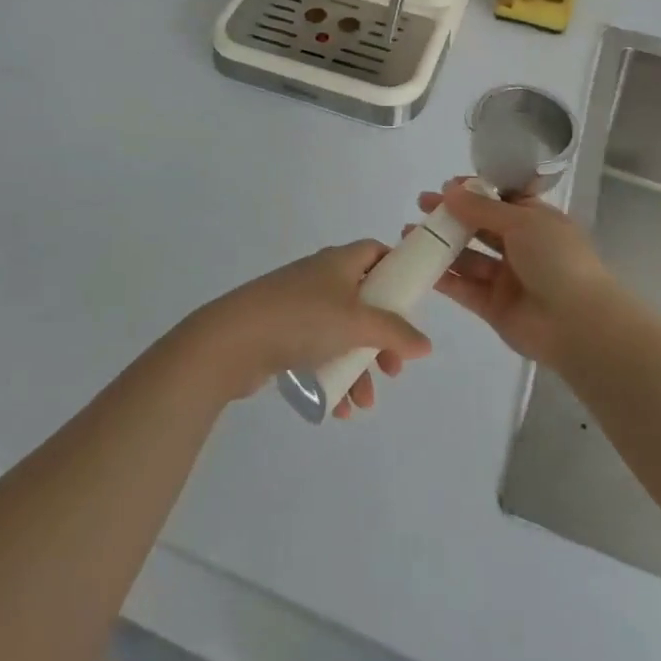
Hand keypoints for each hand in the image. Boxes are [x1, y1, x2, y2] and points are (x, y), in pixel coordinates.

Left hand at [181, 242, 431, 417]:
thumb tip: (426, 343)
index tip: (413, 302)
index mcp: (339, 262)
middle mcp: (321, 278)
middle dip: (382, 337)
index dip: (396, 271)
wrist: (234, 340)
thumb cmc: (302, 318)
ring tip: (364, 401)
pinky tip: (339, 407)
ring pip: (342, 334)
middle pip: (364, 301)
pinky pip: (319, 353)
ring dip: (358, 367)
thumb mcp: (357, 322)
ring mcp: (300, 307)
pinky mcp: (283, 334)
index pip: (375, 252)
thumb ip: (395, 332)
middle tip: (393, 367)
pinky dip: (333, 376)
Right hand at [423, 179, 613, 364]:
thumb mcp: (522, 221)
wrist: (577, 324)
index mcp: (535, 220)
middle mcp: (520, 246)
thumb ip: (482, 208)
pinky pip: (464, 287)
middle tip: (421, 206)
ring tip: (409, 233)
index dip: (474, 192)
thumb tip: (450, 190)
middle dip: (451, 215)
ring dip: (441, 244)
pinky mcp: (493, 306)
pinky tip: (419, 264)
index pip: (500, 199)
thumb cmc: (556, 259)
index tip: (447, 186)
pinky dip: (443, 276)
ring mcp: (506, 278)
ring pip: (468, 256)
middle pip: (479, 226)